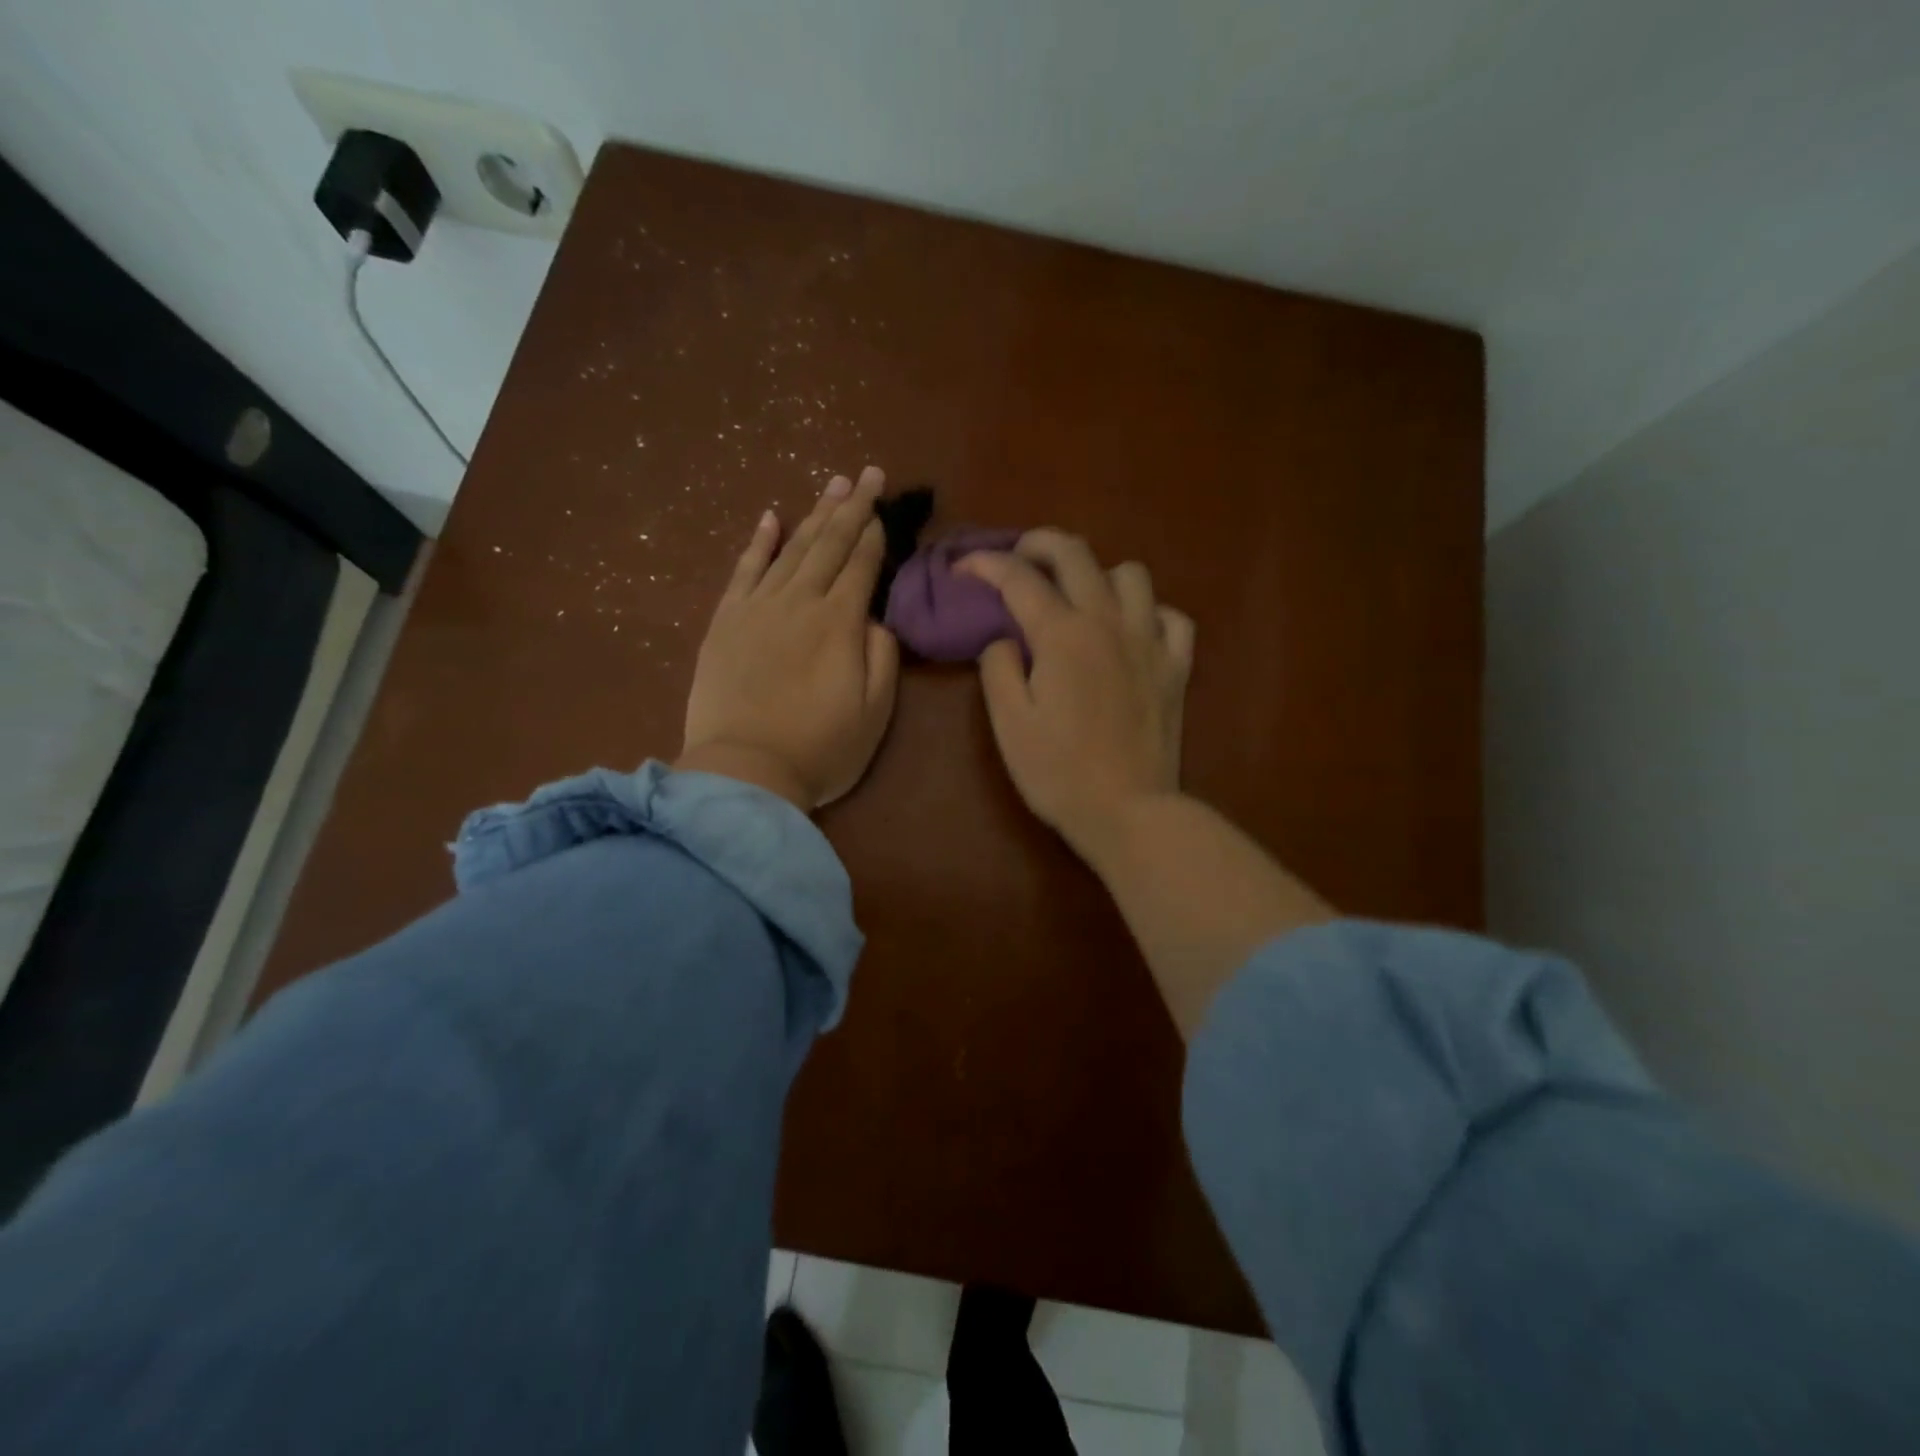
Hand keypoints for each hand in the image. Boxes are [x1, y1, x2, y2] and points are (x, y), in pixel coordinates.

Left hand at [679, 468, 899, 809]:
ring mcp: (758, 608)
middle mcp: (799, 602)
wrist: (743, 772)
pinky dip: (758, 541)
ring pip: (791, 549)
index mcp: (840, 623)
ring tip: (833, 484)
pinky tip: (770, 517)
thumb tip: (875, 618)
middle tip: (868, 474)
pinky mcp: (725, 621)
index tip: (884, 508)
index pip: (861, 566)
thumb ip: (882, 656)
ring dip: (814, 514)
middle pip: (829, 544)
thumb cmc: (820, 749)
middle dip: (852, 508)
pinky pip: (743, 570)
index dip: (875, 534)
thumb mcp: (875, 712)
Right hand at [959, 531, 1194, 854]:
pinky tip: (1133, 630)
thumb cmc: (1058, 772)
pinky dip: (1150, 613)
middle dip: (1038, 543)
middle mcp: (1108, 623)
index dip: (985, 564)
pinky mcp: (1177, 667)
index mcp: (1062, 635)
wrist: (1128, 811)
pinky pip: (1172, 617)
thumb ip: (999, 668)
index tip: (962, 567)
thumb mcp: (1009, 723)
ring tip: (1079, 596)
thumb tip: (1005, 638)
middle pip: (1075, 554)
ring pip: (1131, 574)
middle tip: (1017, 557)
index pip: (1018, 578)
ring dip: (1098, 574)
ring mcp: (1150, 641)